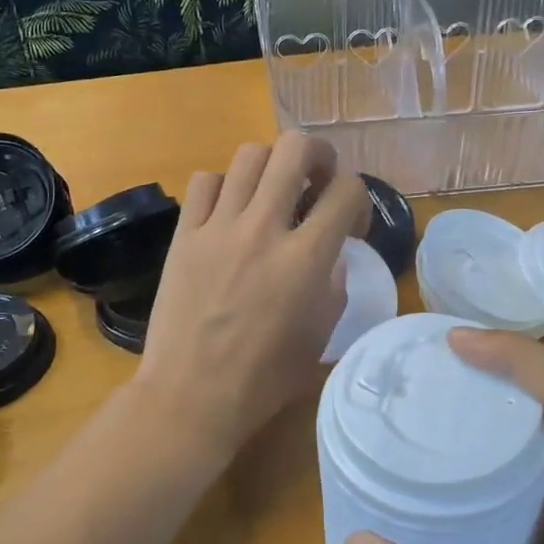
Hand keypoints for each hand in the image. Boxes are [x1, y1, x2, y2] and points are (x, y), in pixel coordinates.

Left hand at [139, 133, 369, 454]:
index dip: (358, 197)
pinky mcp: (184, 234)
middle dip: (318, 155)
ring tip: (271, 192)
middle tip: (316, 179)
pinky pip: (204, 181)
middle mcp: (263, 228)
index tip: (351, 221)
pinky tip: (228, 210)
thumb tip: (330, 252)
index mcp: (305, 258)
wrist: (191, 395)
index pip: (346, 190)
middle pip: (296, 149)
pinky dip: (223, 186)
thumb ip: (333, 283)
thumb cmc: (264, 377)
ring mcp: (219, 227)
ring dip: (271, 167)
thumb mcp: (320, 334)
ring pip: (249, 156)